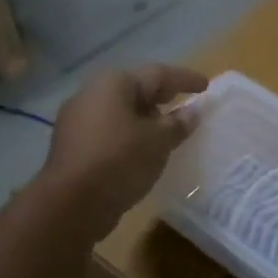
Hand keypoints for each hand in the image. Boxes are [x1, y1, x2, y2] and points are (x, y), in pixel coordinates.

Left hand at [41, 64, 207, 236]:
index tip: (206, 86)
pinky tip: (143, 150)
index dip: (184, 79)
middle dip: (162, 96)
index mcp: (113, 84)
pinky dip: (129, 135)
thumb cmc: (120, 161)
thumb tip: (191, 112)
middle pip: (134, 90)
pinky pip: (109, 131)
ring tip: (168, 130)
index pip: (157, 74)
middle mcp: (91, 94)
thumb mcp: (158, 141)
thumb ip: (178, 124)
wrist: (71, 204)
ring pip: (120, 112)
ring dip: (145, 118)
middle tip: (185, 102)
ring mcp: (77, 120)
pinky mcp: (72, 145)